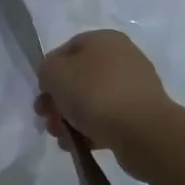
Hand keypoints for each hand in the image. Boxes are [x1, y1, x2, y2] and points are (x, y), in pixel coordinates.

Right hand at [33, 30, 171, 181]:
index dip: (49, 72)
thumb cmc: (95, 94)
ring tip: (62, 138)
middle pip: (78, 78)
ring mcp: (133, 87)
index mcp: (104, 40)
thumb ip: (46, 70)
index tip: (42, 94)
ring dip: (71, 118)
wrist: (143, 131)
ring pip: (91, 100)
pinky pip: (108, 118)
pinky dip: (91, 130)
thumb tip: (53, 78)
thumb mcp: (55, 73)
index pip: (66, 50)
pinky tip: (81, 145)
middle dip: (58, 101)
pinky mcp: (140, 114)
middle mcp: (122, 58)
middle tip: (47, 119)